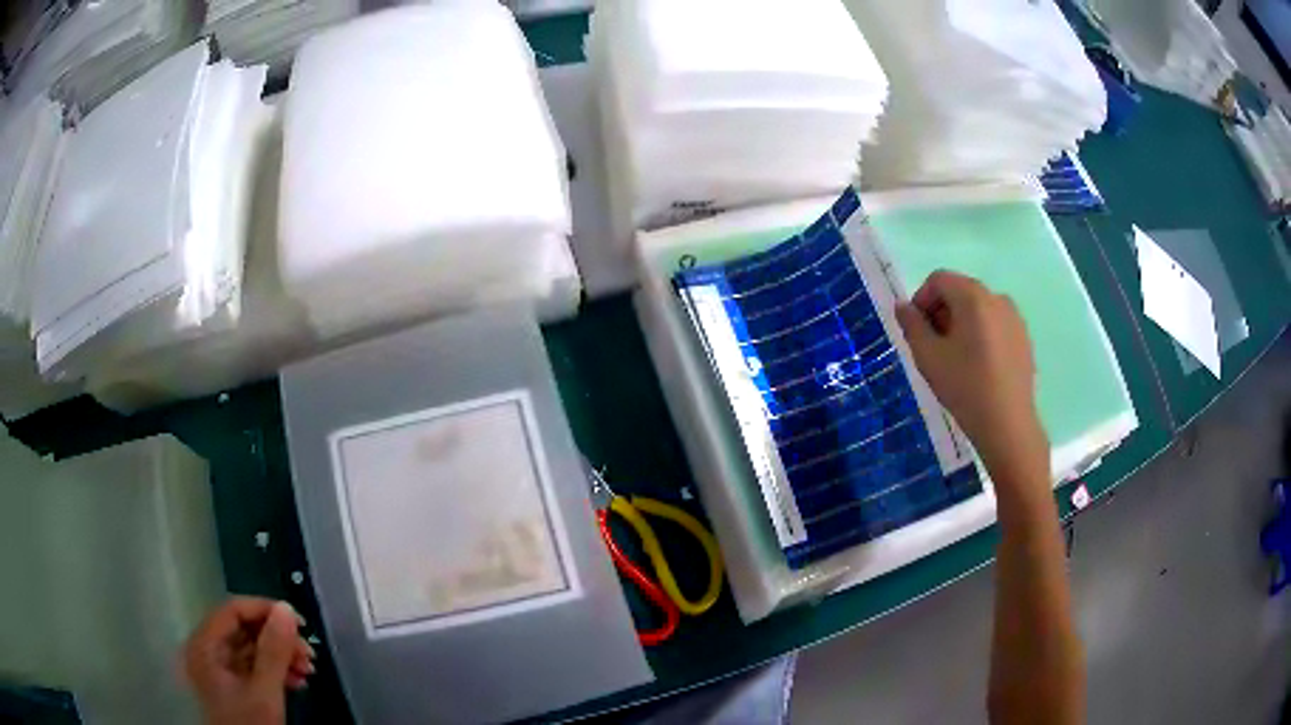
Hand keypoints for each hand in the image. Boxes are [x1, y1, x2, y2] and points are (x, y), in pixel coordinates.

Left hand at [183, 597, 315, 724]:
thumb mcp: (264, 692)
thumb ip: (273, 652)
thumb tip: (286, 609)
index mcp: (204, 645)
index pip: (233, 610)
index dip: (265, 610)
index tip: (300, 623)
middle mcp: (207, 651)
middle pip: (243, 629)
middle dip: (279, 640)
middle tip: (309, 653)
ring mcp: (218, 670)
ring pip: (251, 649)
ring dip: (282, 656)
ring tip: (308, 669)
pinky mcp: (232, 686)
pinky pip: (254, 667)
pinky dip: (277, 671)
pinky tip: (298, 681)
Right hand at [895, 270, 1049, 500]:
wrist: (1008, 425)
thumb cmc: (965, 388)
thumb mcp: (928, 358)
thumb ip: (912, 325)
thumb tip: (903, 307)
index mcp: (973, 297)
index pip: (939, 279)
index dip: (921, 299)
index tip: (915, 330)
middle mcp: (997, 298)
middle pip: (960, 291)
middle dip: (941, 312)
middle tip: (932, 347)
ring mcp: (1015, 318)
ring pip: (979, 309)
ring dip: (961, 323)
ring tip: (955, 359)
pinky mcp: (1024, 338)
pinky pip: (995, 325)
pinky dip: (981, 335)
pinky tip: (978, 367)